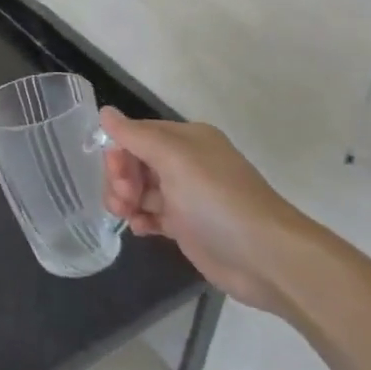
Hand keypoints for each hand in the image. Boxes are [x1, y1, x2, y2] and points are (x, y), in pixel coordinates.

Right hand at [99, 109, 312, 312]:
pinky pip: (152, 214)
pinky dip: (141, 219)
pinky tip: (139, 229)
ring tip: (126, 216)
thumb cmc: (216, 199)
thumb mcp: (174, 159)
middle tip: (122, 199)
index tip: (117, 175)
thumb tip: (105, 113)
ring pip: (140, 189)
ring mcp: (187, 196)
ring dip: (126, 199)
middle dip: (121, 178)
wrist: (265, 257)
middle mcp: (186, 163)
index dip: (120, 152)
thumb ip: (136, 136)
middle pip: (136, 162)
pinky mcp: (187, 226)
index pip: (138, 135)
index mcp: (186, 140)